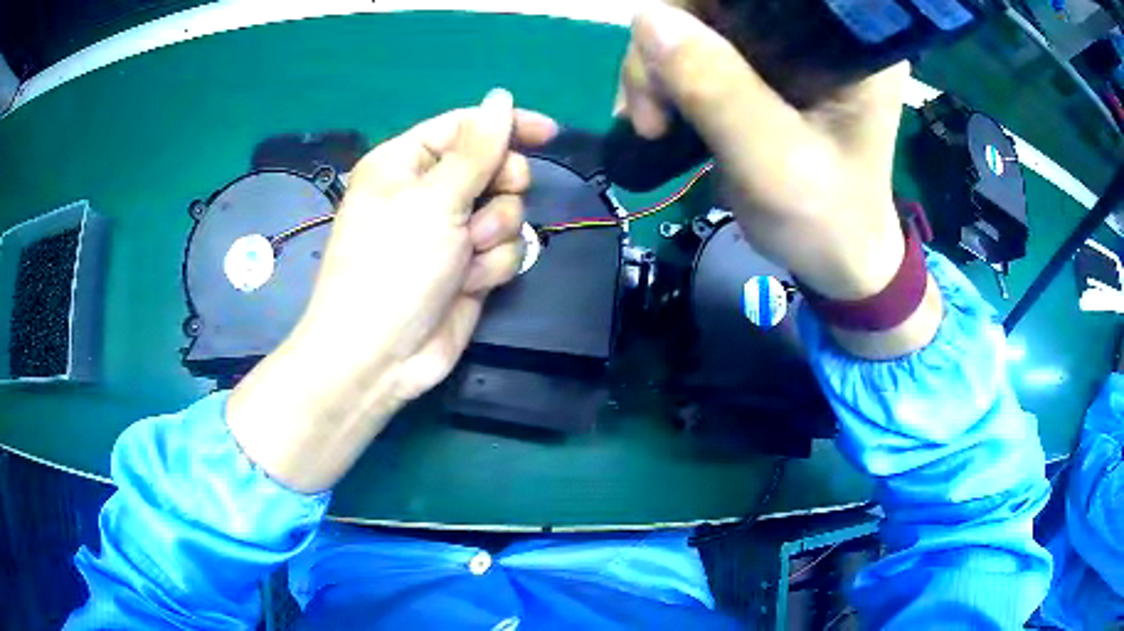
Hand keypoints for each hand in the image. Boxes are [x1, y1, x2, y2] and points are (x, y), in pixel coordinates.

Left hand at [227, 90, 557, 492]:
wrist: (381, 356)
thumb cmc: (393, 267)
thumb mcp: (435, 200)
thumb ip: (478, 148)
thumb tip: (501, 97)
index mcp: (405, 163)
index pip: (465, 126)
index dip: (506, 125)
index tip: (547, 133)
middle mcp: (428, 193)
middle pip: (494, 167)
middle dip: (500, 189)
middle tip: (486, 206)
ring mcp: (450, 232)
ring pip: (506, 211)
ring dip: (494, 233)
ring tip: (466, 255)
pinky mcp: (468, 267)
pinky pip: (504, 249)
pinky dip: (492, 265)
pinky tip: (470, 283)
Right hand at [617, 4, 940, 357]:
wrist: (837, 257)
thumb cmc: (828, 218)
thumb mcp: (776, 163)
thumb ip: (719, 91)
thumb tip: (647, 17)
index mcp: (843, 39)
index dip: (697, 8)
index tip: (665, 62)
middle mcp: (812, 28)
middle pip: (712, 2)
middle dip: (664, 46)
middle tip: (651, 113)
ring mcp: (780, 45)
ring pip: (691, 23)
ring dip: (654, 68)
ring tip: (651, 126)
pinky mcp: (756, 66)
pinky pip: (690, 50)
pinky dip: (661, 79)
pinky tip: (655, 117)